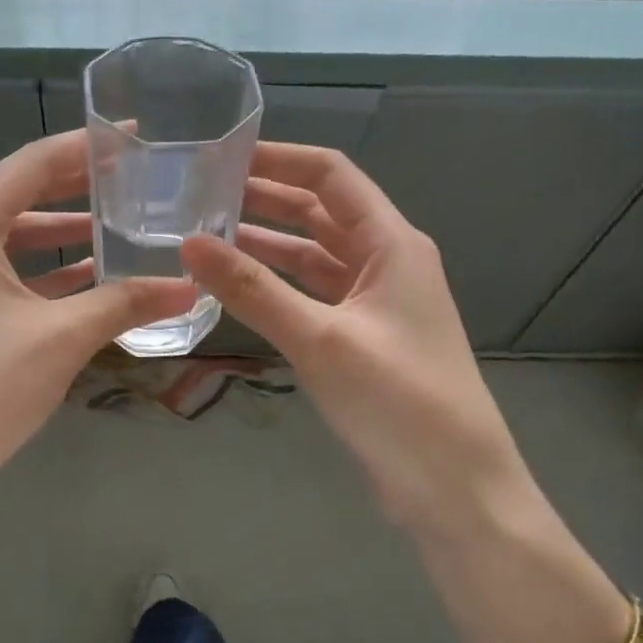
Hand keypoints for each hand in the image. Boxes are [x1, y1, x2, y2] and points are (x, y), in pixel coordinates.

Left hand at [0, 129, 196, 502]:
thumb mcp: (62, 337)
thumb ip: (126, 302)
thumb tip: (190, 288)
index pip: (32, 165)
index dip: (87, 148)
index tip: (134, 135)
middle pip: (17, 197)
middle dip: (76, 190)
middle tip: (133, 179)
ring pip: (7, 239)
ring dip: (59, 236)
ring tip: (117, 228)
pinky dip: (37, 272)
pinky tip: (85, 279)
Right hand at [180, 143, 528, 541]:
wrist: (453, 487)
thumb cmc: (398, 401)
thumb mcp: (320, 339)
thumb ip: (253, 289)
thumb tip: (189, 243)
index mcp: (392, 244)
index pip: (332, 176)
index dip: (280, 159)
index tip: (222, 156)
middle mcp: (386, 262)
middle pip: (321, 213)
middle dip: (265, 200)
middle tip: (200, 196)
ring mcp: (374, 303)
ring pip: (313, 257)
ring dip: (266, 245)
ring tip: (205, 236)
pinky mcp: (362, 339)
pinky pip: (313, 296)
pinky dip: (277, 287)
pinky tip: (236, 288)